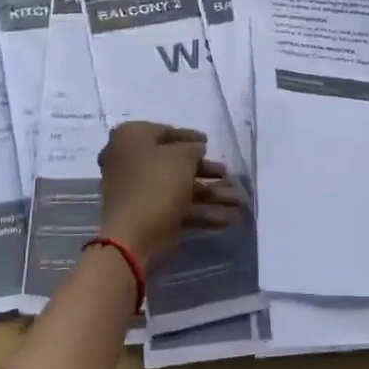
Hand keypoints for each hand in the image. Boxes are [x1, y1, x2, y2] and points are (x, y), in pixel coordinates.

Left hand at [96, 122, 243, 264]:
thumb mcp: (181, 156)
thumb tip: (196, 150)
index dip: (190, 137)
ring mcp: (138, 191)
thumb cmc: (156, 183)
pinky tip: (227, 219)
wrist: (134, 236)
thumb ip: (193, 148)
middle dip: (206, 171)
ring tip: (238, 201)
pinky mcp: (148, 215)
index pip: (164, 132)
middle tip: (227, 174)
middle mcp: (130, 161)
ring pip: (179, 188)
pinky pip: (177, 208)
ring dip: (210, 194)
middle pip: (174, 163)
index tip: (209, 143)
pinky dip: (201, 213)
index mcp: (130, 138)